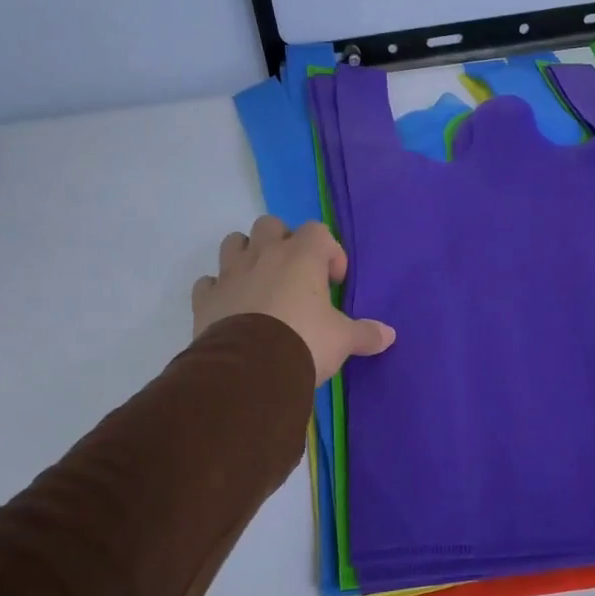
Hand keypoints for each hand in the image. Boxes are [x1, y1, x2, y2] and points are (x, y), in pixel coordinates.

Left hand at [192, 216, 394, 384]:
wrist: (251, 370)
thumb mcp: (343, 340)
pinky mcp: (205, 298)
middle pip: (270, 225)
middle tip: (296, 275)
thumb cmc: (305, 342)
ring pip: (234, 243)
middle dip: (283, 243)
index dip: (329, 252)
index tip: (335, 282)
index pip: (318, 231)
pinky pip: (209, 282)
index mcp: (301, 257)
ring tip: (261, 284)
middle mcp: (263, 255)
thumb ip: (365, 334)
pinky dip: (220, 290)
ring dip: (247, 256)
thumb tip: (389, 335)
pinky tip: (232, 308)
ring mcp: (230, 274)